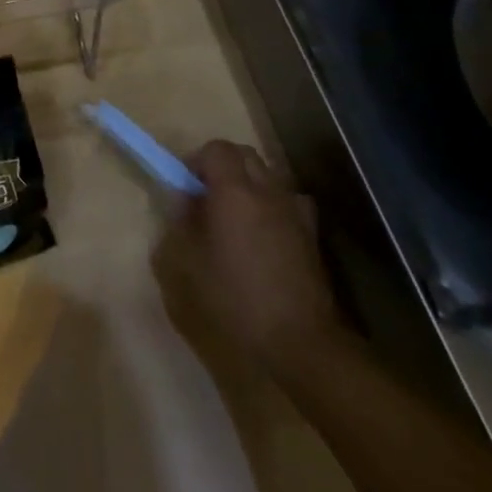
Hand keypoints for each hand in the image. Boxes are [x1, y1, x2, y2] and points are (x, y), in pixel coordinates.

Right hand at [153, 140, 341, 375]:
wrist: (299, 343)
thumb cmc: (234, 300)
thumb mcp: (184, 265)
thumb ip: (179, 223)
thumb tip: (183, 201)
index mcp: (234, 192)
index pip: (216, 149)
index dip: (196, 161)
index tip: (184, 187)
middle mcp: (268, 192)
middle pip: (245, 156)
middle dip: (222, 167)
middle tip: (205, 198)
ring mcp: (295, 212)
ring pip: (268, 176)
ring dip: (248, 185)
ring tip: (234, 218)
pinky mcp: (312, 236)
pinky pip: (288, 202)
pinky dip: (272, 206)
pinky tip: (263, 235)